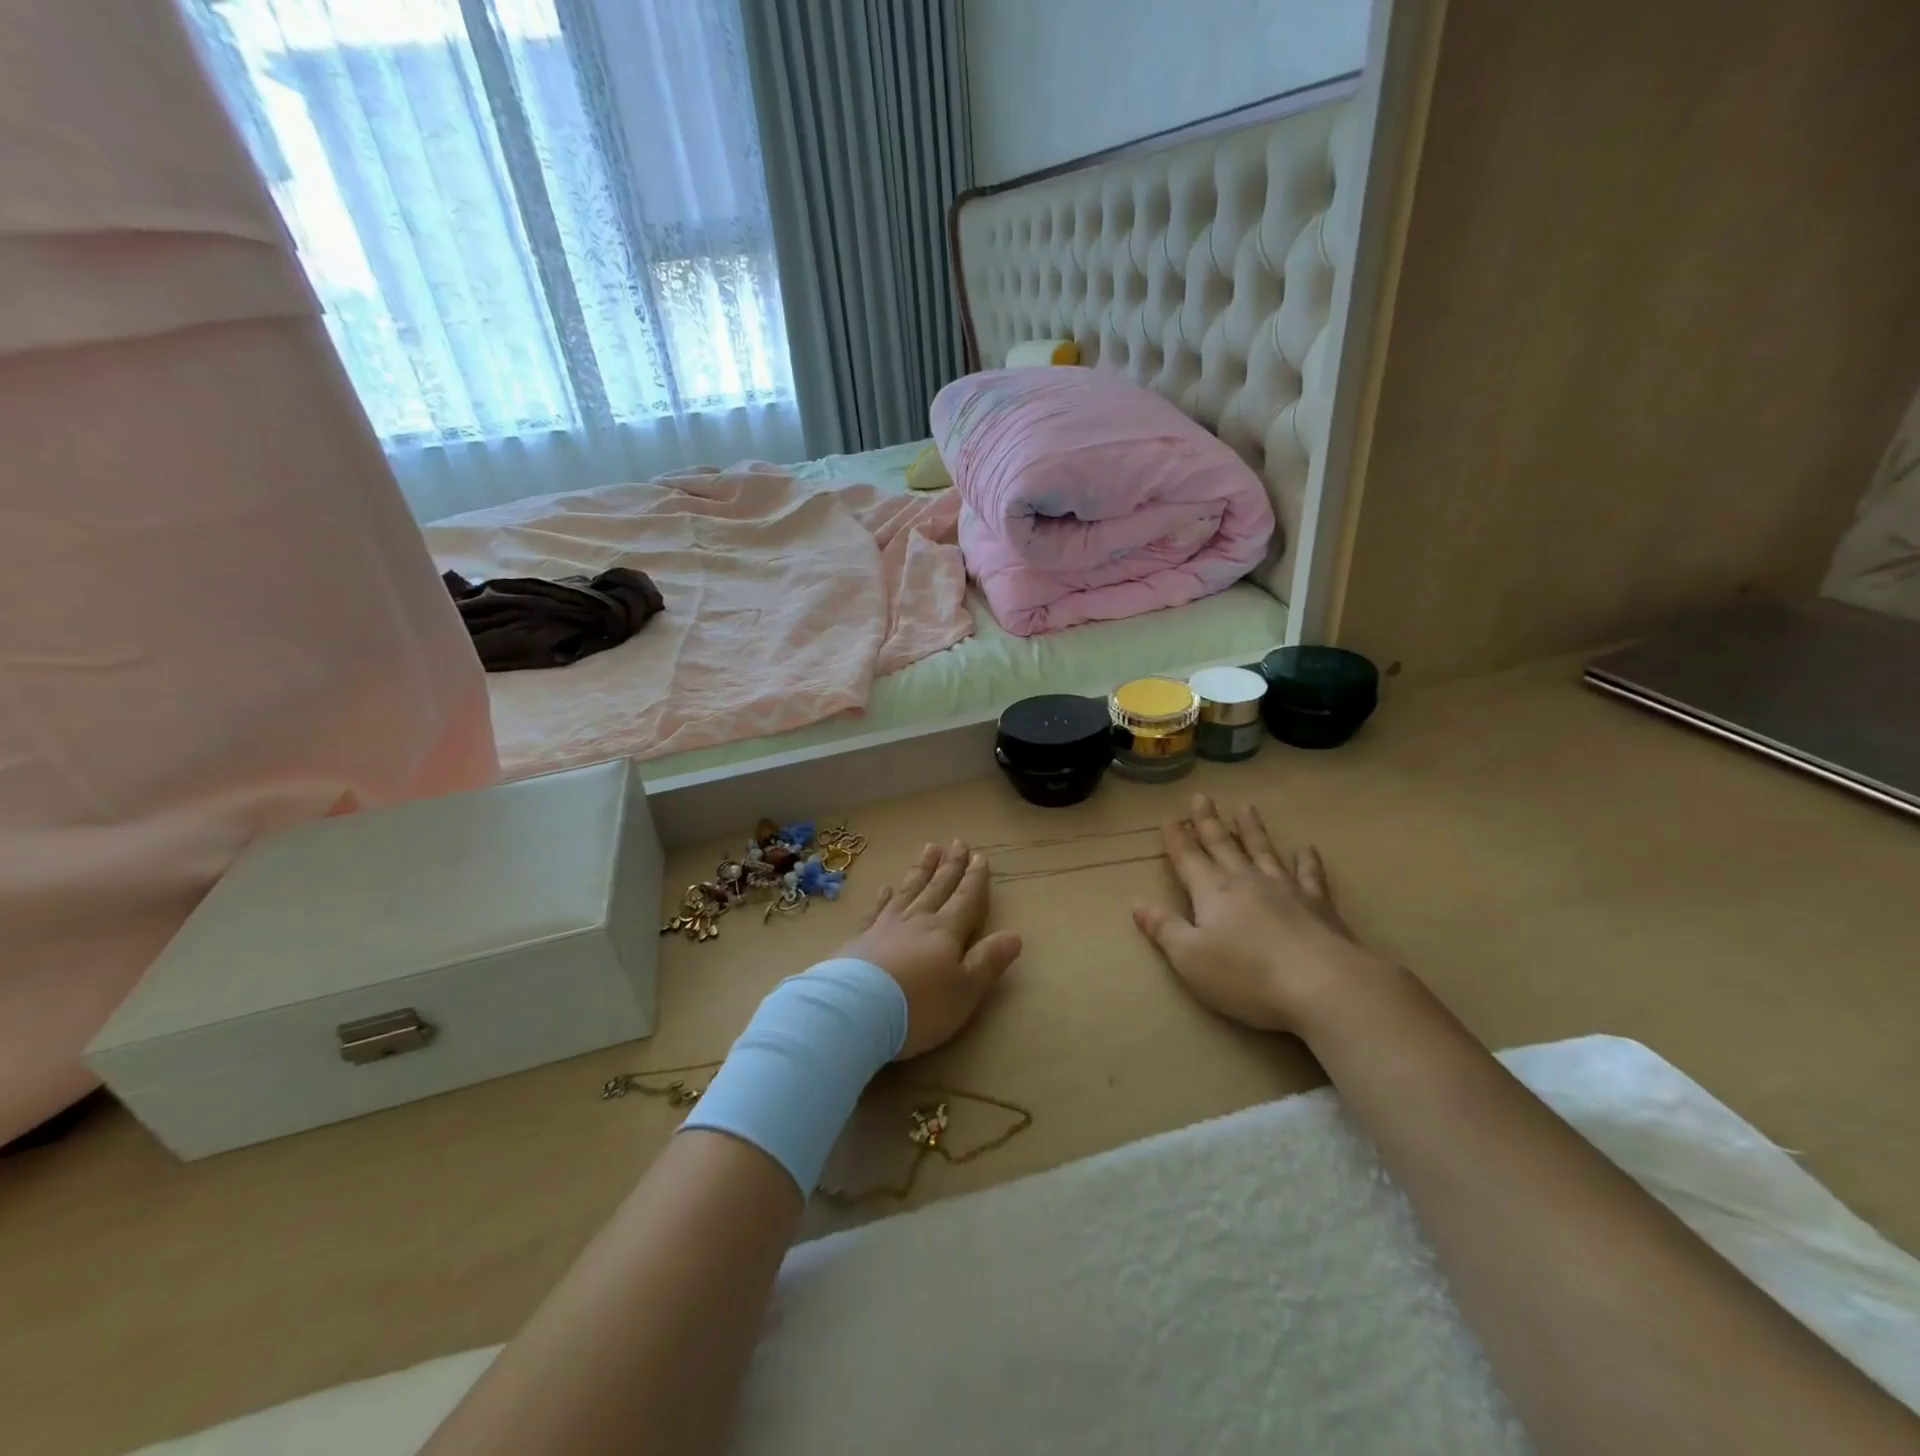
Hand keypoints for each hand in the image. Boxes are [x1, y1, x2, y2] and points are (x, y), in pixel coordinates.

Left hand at [836, 840, 1021, 1058]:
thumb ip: (988, 961)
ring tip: (928, 849)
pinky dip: (882, 898)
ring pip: (908, 891)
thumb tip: (1015, 935)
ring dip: (920, 871)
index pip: (966, 899)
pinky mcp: (858, 941)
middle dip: (950, 866)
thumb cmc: (919, 1006)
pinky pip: (874, 911)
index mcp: (946, 932)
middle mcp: (916, 921)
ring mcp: (884, 927)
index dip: (975, 879)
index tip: (980, 857)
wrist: (855, 1012)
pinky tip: (885, 887)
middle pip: (937, 888)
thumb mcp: (965, 990)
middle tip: (956, 842)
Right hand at [1133, 794, 1387, 1033]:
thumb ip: (1164, 929)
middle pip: (1222, 845)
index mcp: (1212, 892)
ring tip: (1245, 807)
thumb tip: (1138, 904)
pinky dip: (1307, 861)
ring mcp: (1284, 889)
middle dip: (1208, 822)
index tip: (1169, 817)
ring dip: (1252, 829)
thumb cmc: (1247, 975)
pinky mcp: (1318, 904)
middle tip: (1201, 797)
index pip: (1188, 858)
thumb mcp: (1190, 958)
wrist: (1323, 985)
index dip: (1177, 838)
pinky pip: (1309, 875)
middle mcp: (1245, 880)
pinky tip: (1307, 850)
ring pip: (1263, 850)